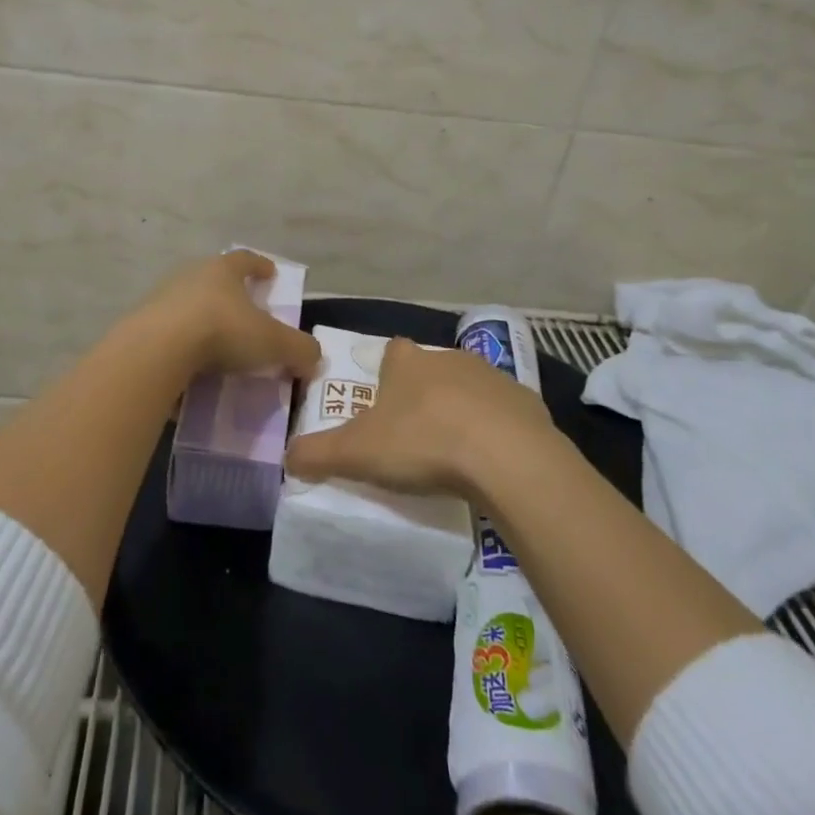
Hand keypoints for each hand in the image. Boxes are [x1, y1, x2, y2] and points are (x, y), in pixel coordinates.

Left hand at [130, 250, 320, 382]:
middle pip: (215, 280)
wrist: (157, 350)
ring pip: (190, 306)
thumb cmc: (222, 332)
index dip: (261, 265)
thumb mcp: (272, 343)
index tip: (271, 273)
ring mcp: (162, 299)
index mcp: (223, 270)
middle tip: (245, 313)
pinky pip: (169, 334)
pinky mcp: (142, 326)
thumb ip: (299, 350)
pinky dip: (183, 346)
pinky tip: (191, 367)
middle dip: (230, 294)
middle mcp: (191, 276)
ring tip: (218, 346)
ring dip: (204, 321)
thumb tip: (315, 359)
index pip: (246, 260)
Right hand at [285, 337, 555, 500]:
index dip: (386, 372)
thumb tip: (287, 457)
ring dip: (461, 411)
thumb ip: (317, 453)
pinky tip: (492, 462)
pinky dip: (497, 431)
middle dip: (423, 394)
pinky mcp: (527, 403)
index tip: (383, 401)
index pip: (392, 351)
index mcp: (408, 363)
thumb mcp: (356, 452)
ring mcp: (492, 378)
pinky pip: (506, 414)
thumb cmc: (423, 442)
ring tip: (455, 452)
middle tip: (415, 435)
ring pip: (470, 388)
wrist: (507, 457)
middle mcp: (449, 359)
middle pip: (431, 369)